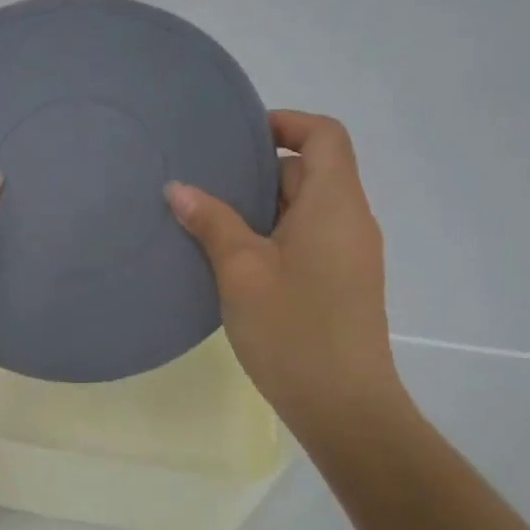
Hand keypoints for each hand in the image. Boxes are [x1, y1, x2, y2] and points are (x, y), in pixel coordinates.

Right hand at [165, 110, 405, 435]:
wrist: (344, 406)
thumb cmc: (294, 329)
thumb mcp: (242, 271)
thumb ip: (211, 223)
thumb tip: (178, 188)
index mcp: (335, 204)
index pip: (324, 136)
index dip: (286, 123)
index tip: (239, 138)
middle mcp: (350, 221)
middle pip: (312, 171)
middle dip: (260, 171)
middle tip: (208, 182)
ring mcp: (349, 256)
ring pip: (306, 210)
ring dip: (263, 208)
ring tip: (210, 220)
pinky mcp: (342, 285)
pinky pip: (308, 240)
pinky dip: (274, 236)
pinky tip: (233, 261)